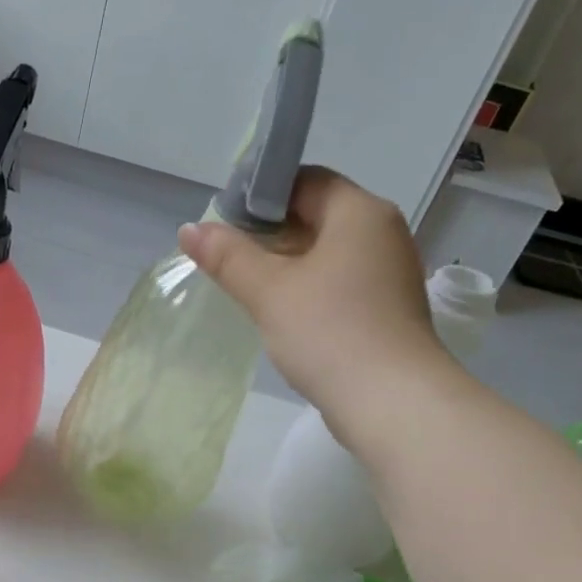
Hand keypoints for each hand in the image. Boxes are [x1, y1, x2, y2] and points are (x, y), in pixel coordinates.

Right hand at [178, 167, 445, 447]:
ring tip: (246, 285)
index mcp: (359, 212)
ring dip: (286, 263)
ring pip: (326, 252)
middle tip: (226, 256)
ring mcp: (388, 271)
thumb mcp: (268, 291)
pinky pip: (339, 281)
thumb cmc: (329, 331)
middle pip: (316, 214)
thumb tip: (190, 229)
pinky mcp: (386, 307)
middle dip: (268, 232)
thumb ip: (228, 256)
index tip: (223, 222)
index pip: (304, 180)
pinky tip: (281, 312)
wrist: (391, 401)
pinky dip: (307, 287)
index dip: (260, 194)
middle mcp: (381, 232)